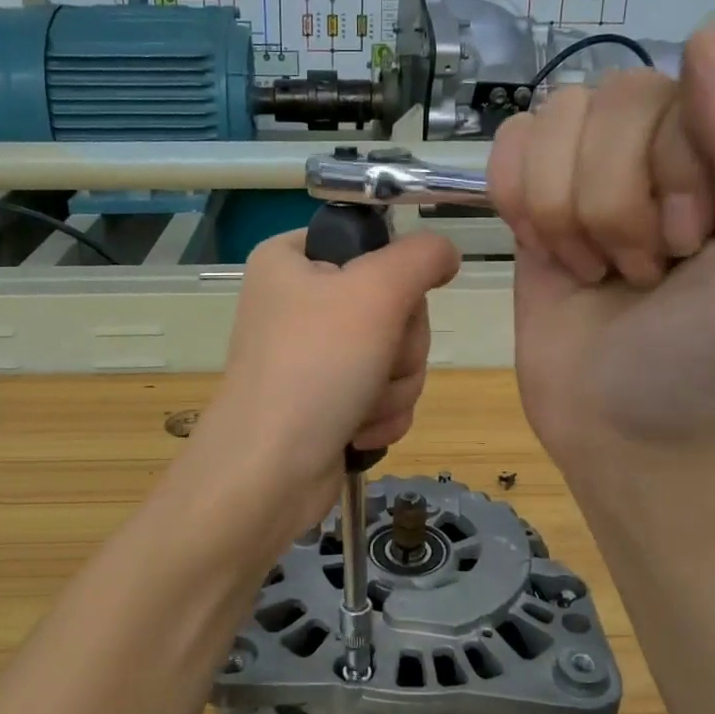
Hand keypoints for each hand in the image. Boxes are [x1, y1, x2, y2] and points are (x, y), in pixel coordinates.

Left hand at [192, 227, 460, 526]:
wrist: (270, 472)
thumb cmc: (316, 366)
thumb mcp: (376, 291)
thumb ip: (421, 257)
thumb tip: (444, 253)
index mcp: (291, 260)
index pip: (369, 242)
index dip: (393, 275)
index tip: (391, 302)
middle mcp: (299, 302)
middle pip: (393, 305)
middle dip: (399, 346)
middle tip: (374, 362)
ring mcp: (312, 355)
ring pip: (396, 354)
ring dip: (393, 385)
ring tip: (362, 405)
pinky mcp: (326, 400)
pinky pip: (383, 393)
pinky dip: (381, 414)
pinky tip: (358, 431)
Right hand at [487, 15, 714, 474]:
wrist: (623, 429)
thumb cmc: (714, 358)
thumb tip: (705, 30)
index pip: (685, 89)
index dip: (673, 172)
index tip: (692, 250)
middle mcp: (666, 142)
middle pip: (612, 100)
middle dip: (617, 206)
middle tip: (643, 271)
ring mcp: (592, 167)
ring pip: (552, 122)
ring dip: (566, 214)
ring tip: (597, 270)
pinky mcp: (534, 197)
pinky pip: (509, 146)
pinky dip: (519, 203)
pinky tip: (548, 252)